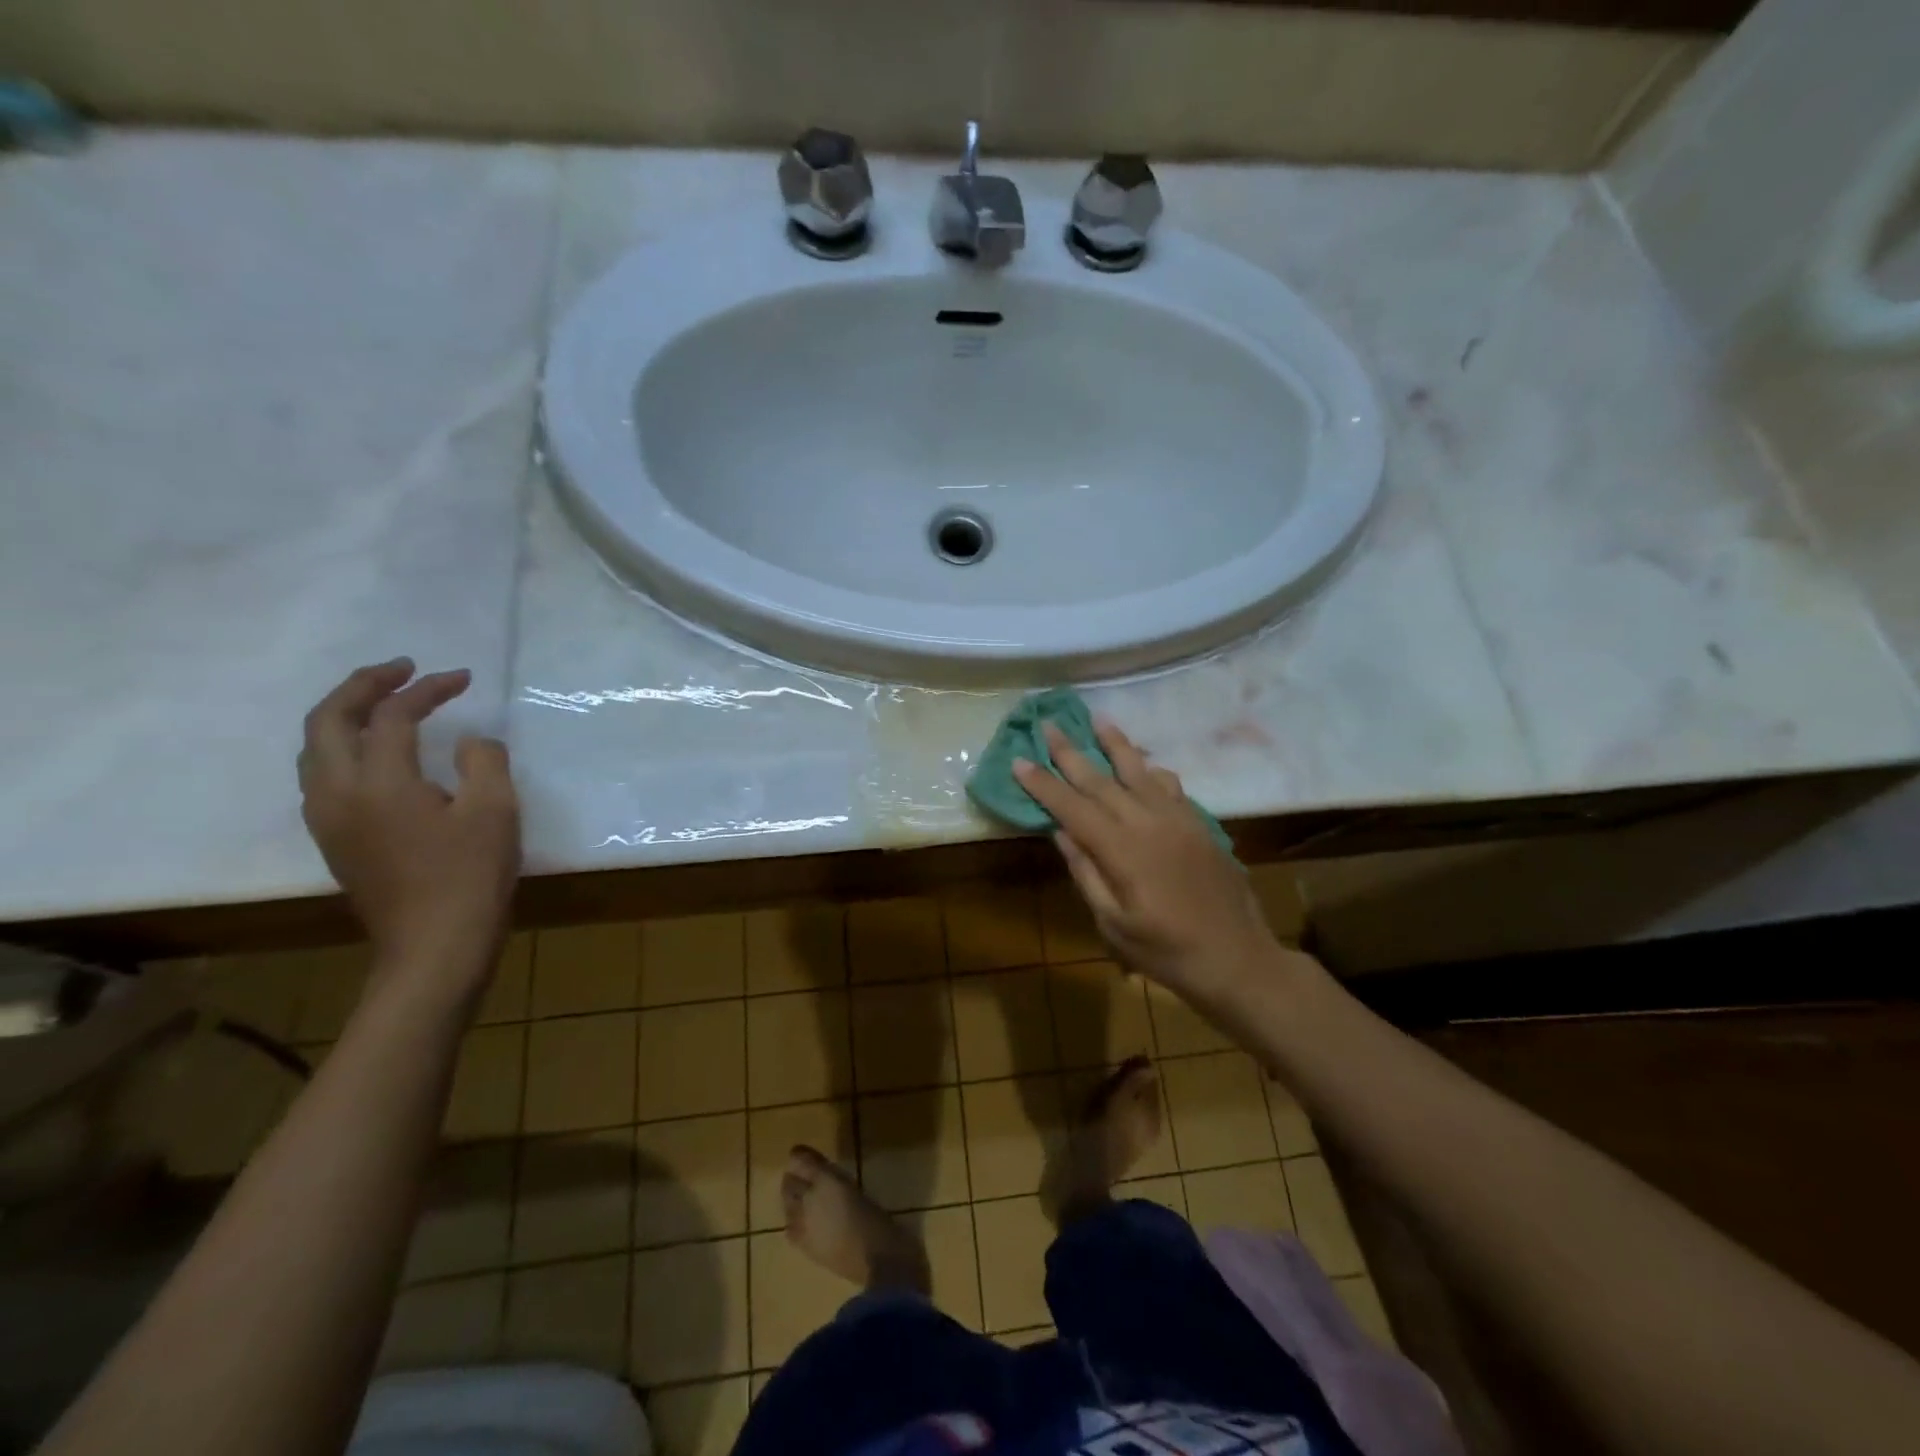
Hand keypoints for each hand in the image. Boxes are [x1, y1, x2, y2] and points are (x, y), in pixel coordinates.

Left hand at [298, 659, 520, 993]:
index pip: (393, 716)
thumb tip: (469, 743)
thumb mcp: (496, 811)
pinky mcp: (335, 840)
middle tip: (404, 670)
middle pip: (327, 721)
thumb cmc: (471, 877)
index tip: (463, 678)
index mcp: (378, 783)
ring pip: (315, 749)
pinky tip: (378, 753)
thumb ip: (484, 761)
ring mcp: (328, 820)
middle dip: (363, 686)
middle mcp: (337, 794)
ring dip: (346, 715)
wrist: (434, 947)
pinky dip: (344, 746)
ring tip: (386, 703)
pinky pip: (323, 775)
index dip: (427, 690)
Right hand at [1012, 718, 1282, 1008]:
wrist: (1237, 958)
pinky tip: (1145, 764)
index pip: (1072, 808)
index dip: (1044, 784)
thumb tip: (1061, 832)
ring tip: (1098, 720)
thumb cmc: (1166, 951)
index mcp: (1121, 850)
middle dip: (1071, 753)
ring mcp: (1177, 820)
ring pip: (1140, 772)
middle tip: (1050, 725)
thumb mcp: (1113, 923)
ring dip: (1116, 745)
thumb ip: (1087, 874)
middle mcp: (1148, 823)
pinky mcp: (1198, 825)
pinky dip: (1152, 770)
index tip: (1020, 760)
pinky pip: (1171, 786)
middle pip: (1101, 780)